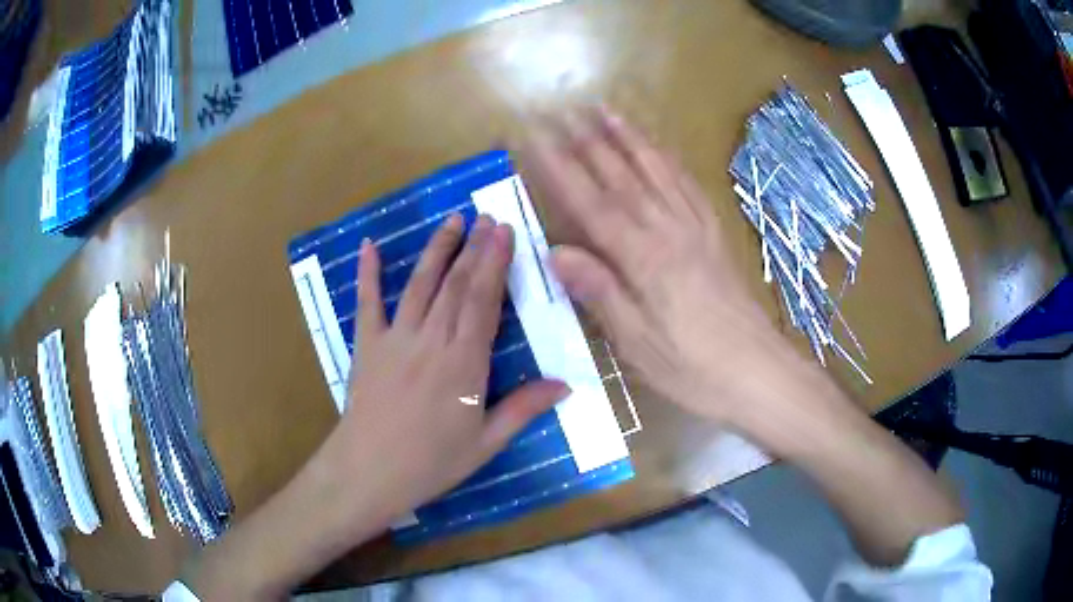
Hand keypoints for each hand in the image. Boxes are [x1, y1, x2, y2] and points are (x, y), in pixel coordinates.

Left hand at [187, 215, 568, 600]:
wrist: (368, 473)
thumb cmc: (431, 463)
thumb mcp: (486, 443)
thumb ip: (524, 408)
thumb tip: (566, 384)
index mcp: (465, 362)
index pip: (484, 300)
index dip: (496, 263)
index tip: (505, 232)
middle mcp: (432, 339)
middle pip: (456, 283)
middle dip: (474, 247)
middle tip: (487, 217)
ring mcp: (395, 338)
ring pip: (420, 283)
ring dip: (437, 249)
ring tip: (452, 220)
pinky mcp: (367, 345)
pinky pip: (367, 302)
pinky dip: (367, 272)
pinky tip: (368, 245)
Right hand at [519, 108, 798, 425]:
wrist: (759, 372)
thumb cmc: (693, 368)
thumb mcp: (637, 343)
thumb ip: (599, 292)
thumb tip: (554, 251)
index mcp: (643, 258)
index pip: (590, 203)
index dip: (559, 168)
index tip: (535, 137)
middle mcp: (668, 230)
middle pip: (623, 176)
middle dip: (589, 140)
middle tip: (564, 110)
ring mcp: (696, 229)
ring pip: (657, 171)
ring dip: (629, 138)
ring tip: (607, 110)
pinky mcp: (715, 236)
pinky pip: (689, 186)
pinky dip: (670, 161)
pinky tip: (661, 150)